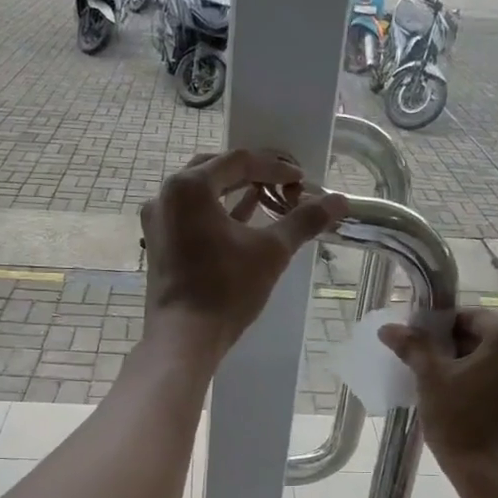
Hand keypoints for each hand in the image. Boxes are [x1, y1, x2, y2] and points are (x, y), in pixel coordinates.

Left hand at [141, 151, 346, 363]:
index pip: (238, 161)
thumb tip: (340, 202)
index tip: (300, 179)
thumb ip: (303, 221)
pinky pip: (190, 216)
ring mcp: (157, 221)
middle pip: (214, 170)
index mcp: (189, 186)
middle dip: (250, 174)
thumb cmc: (226, 289)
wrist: (184, 337)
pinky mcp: (158, 244)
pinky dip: (216, 213)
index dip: (273, 166)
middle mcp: (166, 195)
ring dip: (232, 192)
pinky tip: (241, 221)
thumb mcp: (271, 251)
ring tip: (265, 198)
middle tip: (281, 182)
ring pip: (200, 194)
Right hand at [380, 310, 497, 480]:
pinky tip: (474, 403)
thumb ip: (414, 346)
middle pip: (490, 337)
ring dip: (480, 366)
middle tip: (433, 371)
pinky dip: (496, 384)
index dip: (441, 331)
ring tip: (452, 389)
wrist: (493, 476)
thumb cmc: (461, 421)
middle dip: (461, 349)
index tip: (422, 351)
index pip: (470, 318)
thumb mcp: (431, 378)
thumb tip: (389, 328)